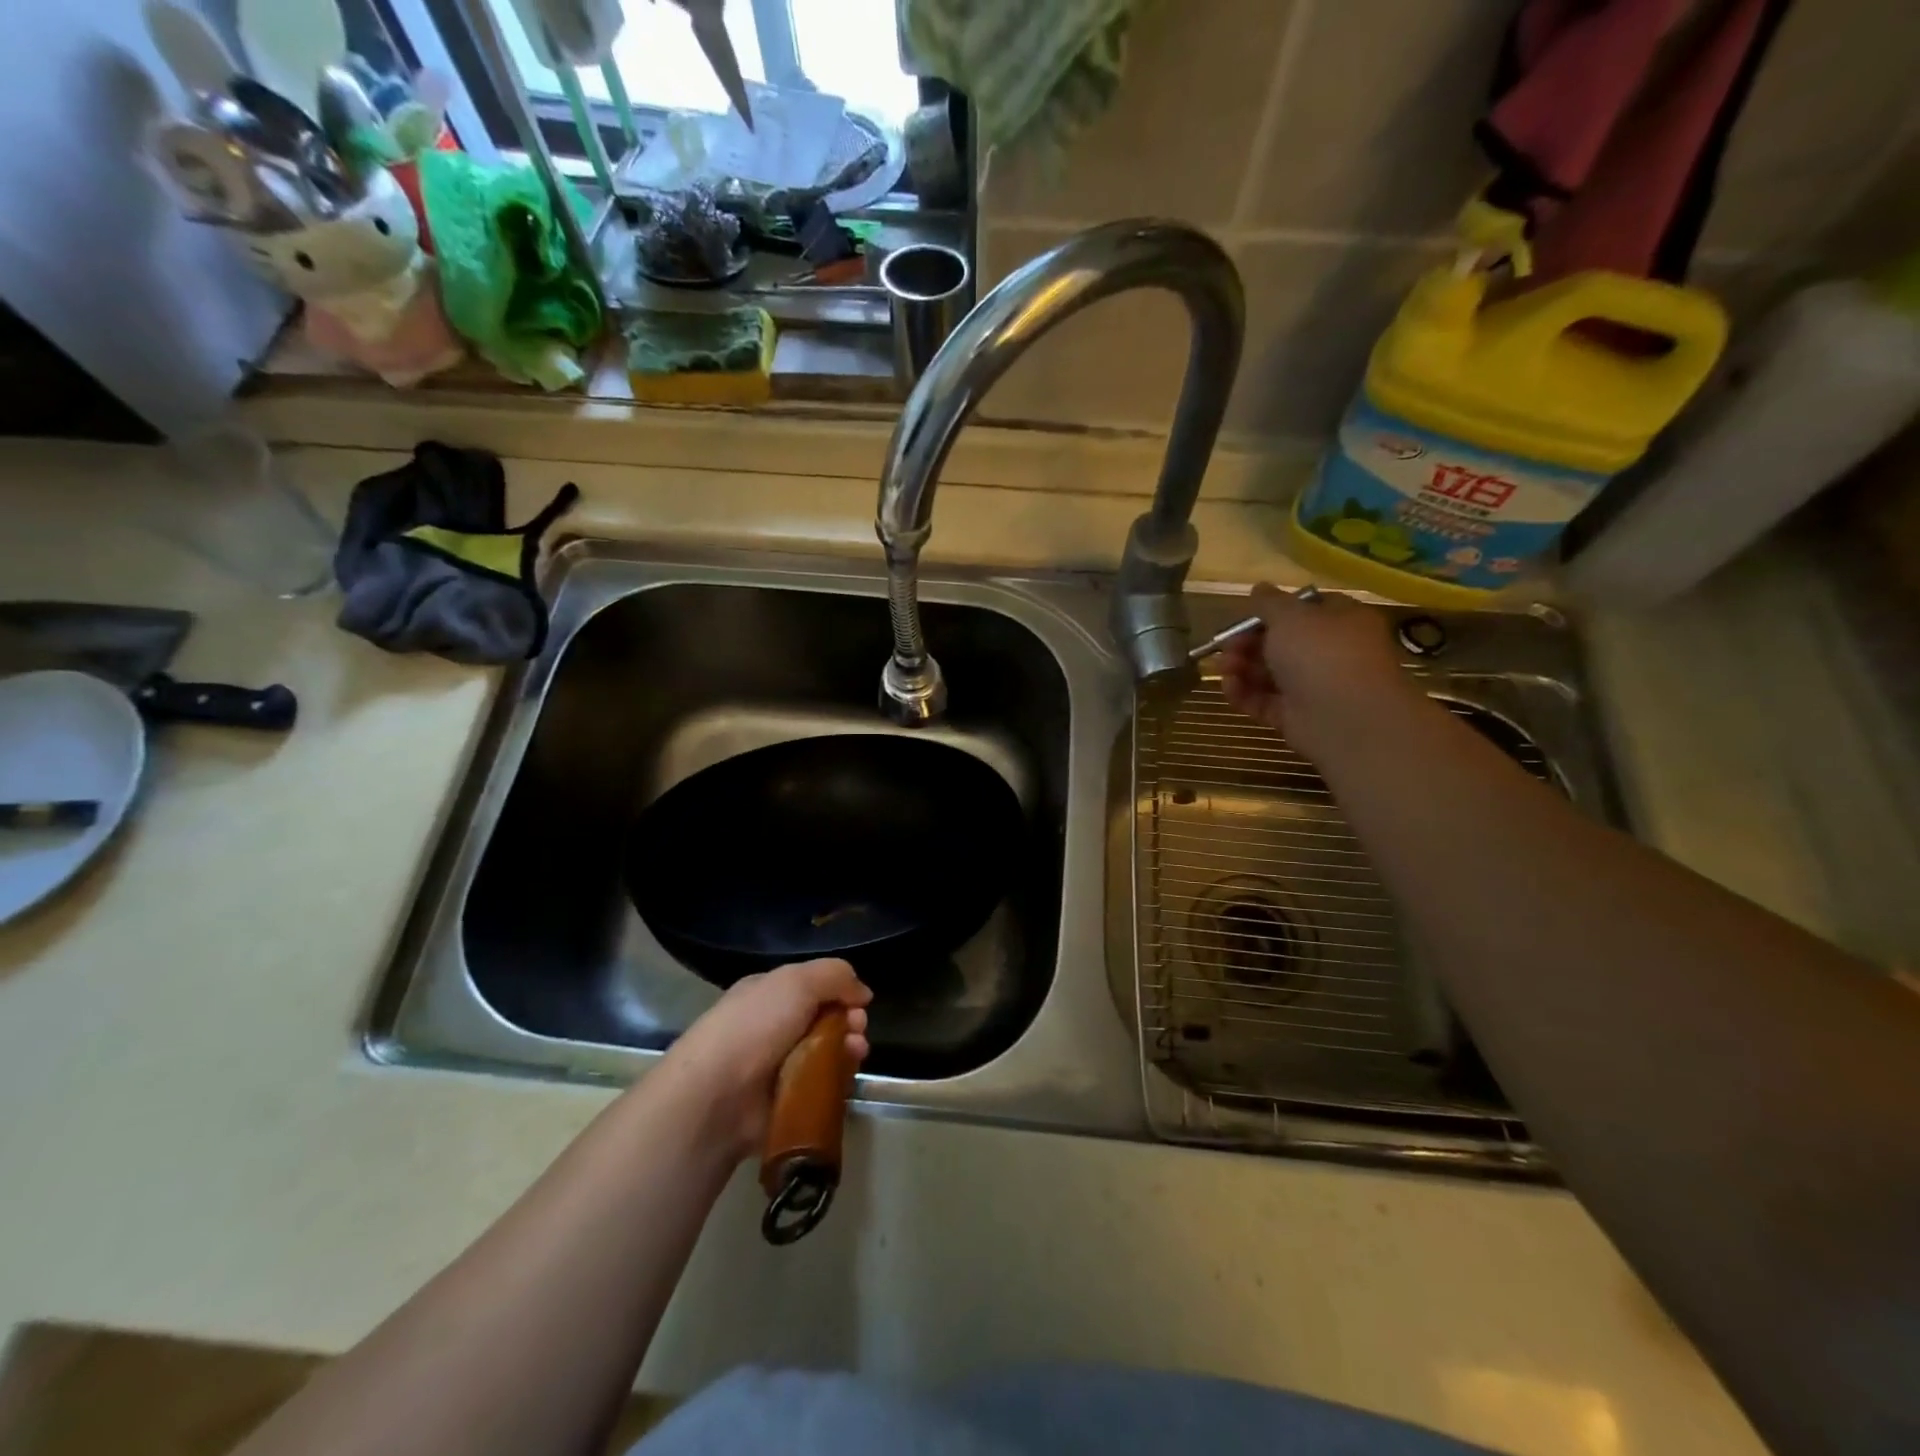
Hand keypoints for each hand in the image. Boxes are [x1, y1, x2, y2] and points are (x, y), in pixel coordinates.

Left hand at [656, 959, 871, 1161]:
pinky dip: (837, 1084)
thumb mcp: (797, 981)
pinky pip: (820, 1089)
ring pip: (827, 1055)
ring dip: (848, 1051)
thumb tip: (863, 994)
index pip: (813, 987)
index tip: (859, 1004)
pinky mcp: (784, 1103)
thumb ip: (835, 976)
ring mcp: (777, 1068)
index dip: (841, 993)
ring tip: (855, 1054)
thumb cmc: (755, 1026)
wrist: (715, 1095)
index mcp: (768, 994)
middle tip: (857, 1030)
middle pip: (824, 1021)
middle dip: (849, 1022)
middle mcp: (772, 1028)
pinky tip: (846, 1080)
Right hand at [1217, 583, 1414, 759]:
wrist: (1346, 717)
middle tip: (1226, 646)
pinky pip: (1265, 702)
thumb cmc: (1321, 653)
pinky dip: (1245, 694)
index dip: (1273, 612)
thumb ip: (1269, 602)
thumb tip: (1259, 587)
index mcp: (1340, 621)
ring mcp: (1313, 687)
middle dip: (1248, 643)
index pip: (1305, 610)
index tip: (1246, 616)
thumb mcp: (1290, 616)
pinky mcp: (1296, 717)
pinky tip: (1229, 688)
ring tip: (1222, 668)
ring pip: (1270, 674)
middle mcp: (1330, 653)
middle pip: (1281, 644)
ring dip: (1241, 668)